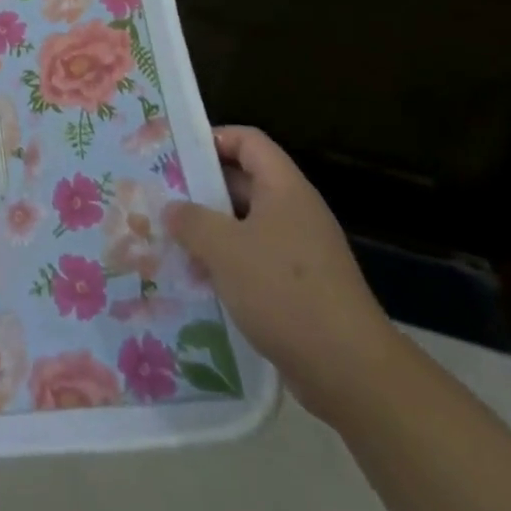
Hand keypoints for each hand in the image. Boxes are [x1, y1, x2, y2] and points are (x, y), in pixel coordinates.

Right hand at [166, 126, 398, 422]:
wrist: (349, 371)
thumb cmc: (284, 292)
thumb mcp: (224, 249)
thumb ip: (191, 221)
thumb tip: (172, 208)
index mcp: (284, 189)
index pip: (248, 141)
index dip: (212, 139)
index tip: (175, 155)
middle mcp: (294, 212)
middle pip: (243, 182)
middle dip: (201, 189)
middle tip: (160, 198)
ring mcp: (299, 251)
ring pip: (245, 225)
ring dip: (209, 230)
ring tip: (169, 239)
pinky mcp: (298, 287)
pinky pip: (254, 259)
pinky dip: (226, 263)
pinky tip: (196, 279)